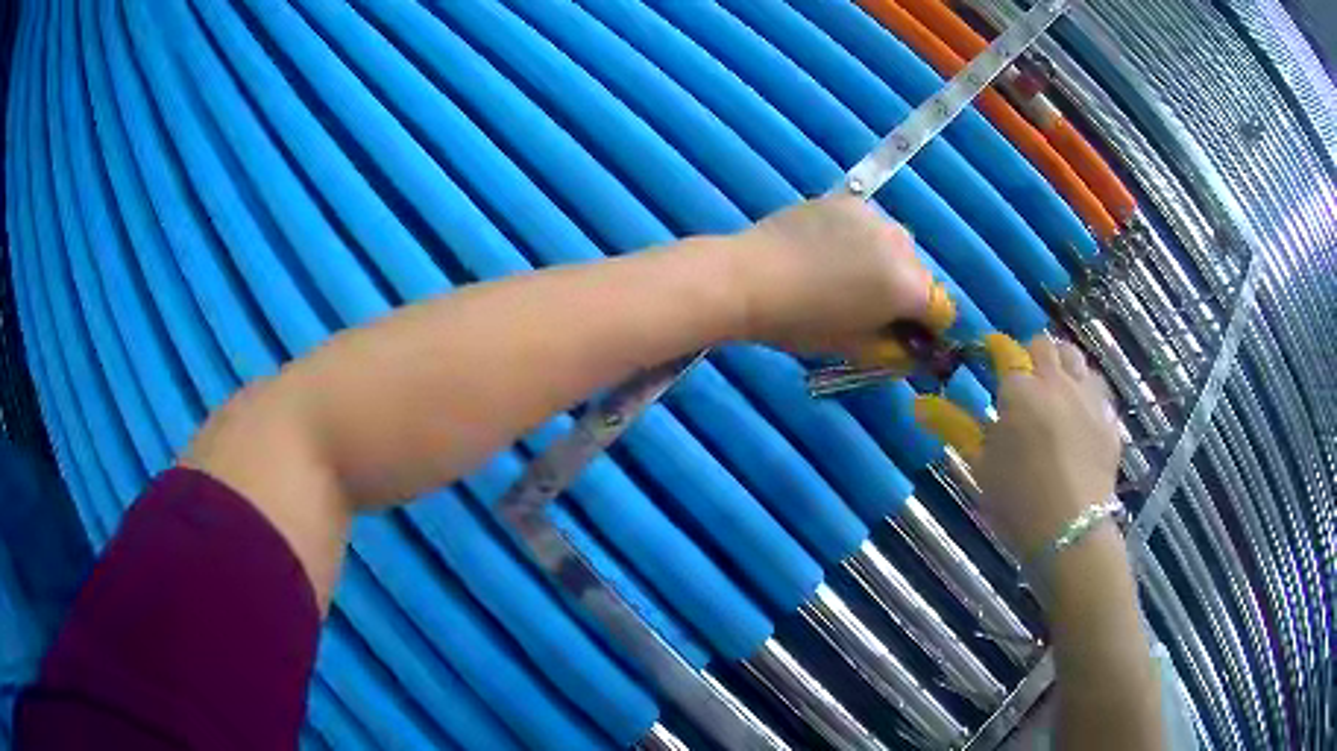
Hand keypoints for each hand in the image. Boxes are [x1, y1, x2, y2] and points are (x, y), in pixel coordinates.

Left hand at [726, 196, 933, 355]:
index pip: (941, 309)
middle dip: (904, 290)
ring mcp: (873, 216)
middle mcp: (902, 245)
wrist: (751, 277)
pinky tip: (826, 248)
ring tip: (843, 272)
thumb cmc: (802, 323)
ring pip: (894, 244)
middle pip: (919, 273)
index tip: (903, 333)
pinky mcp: (846, 200)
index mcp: (910, 287)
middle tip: (867, 304)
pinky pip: (866, 224)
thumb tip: (907, 345)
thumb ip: (892, 347)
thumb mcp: (853, 348)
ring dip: (883, 259)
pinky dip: (858, 238)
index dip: (924, 326)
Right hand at [976, 336, 1121, 559]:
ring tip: (1055, 391)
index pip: (1005, 351)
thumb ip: (955, 427)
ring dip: (1063, 366)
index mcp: (1020, 391)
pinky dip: (1087, 393)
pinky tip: (1081, 415)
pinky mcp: (1109, 419)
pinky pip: (1098, 390)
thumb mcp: (980, 466)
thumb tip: (918, 404)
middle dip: (1032, 355)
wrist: (1071, 531)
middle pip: (1045, 345)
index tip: (989, 360)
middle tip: (1025, 381)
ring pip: (1076, 359)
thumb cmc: (1016, 501)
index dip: (996, 351)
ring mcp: (1088, 397)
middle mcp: (1056, 382)